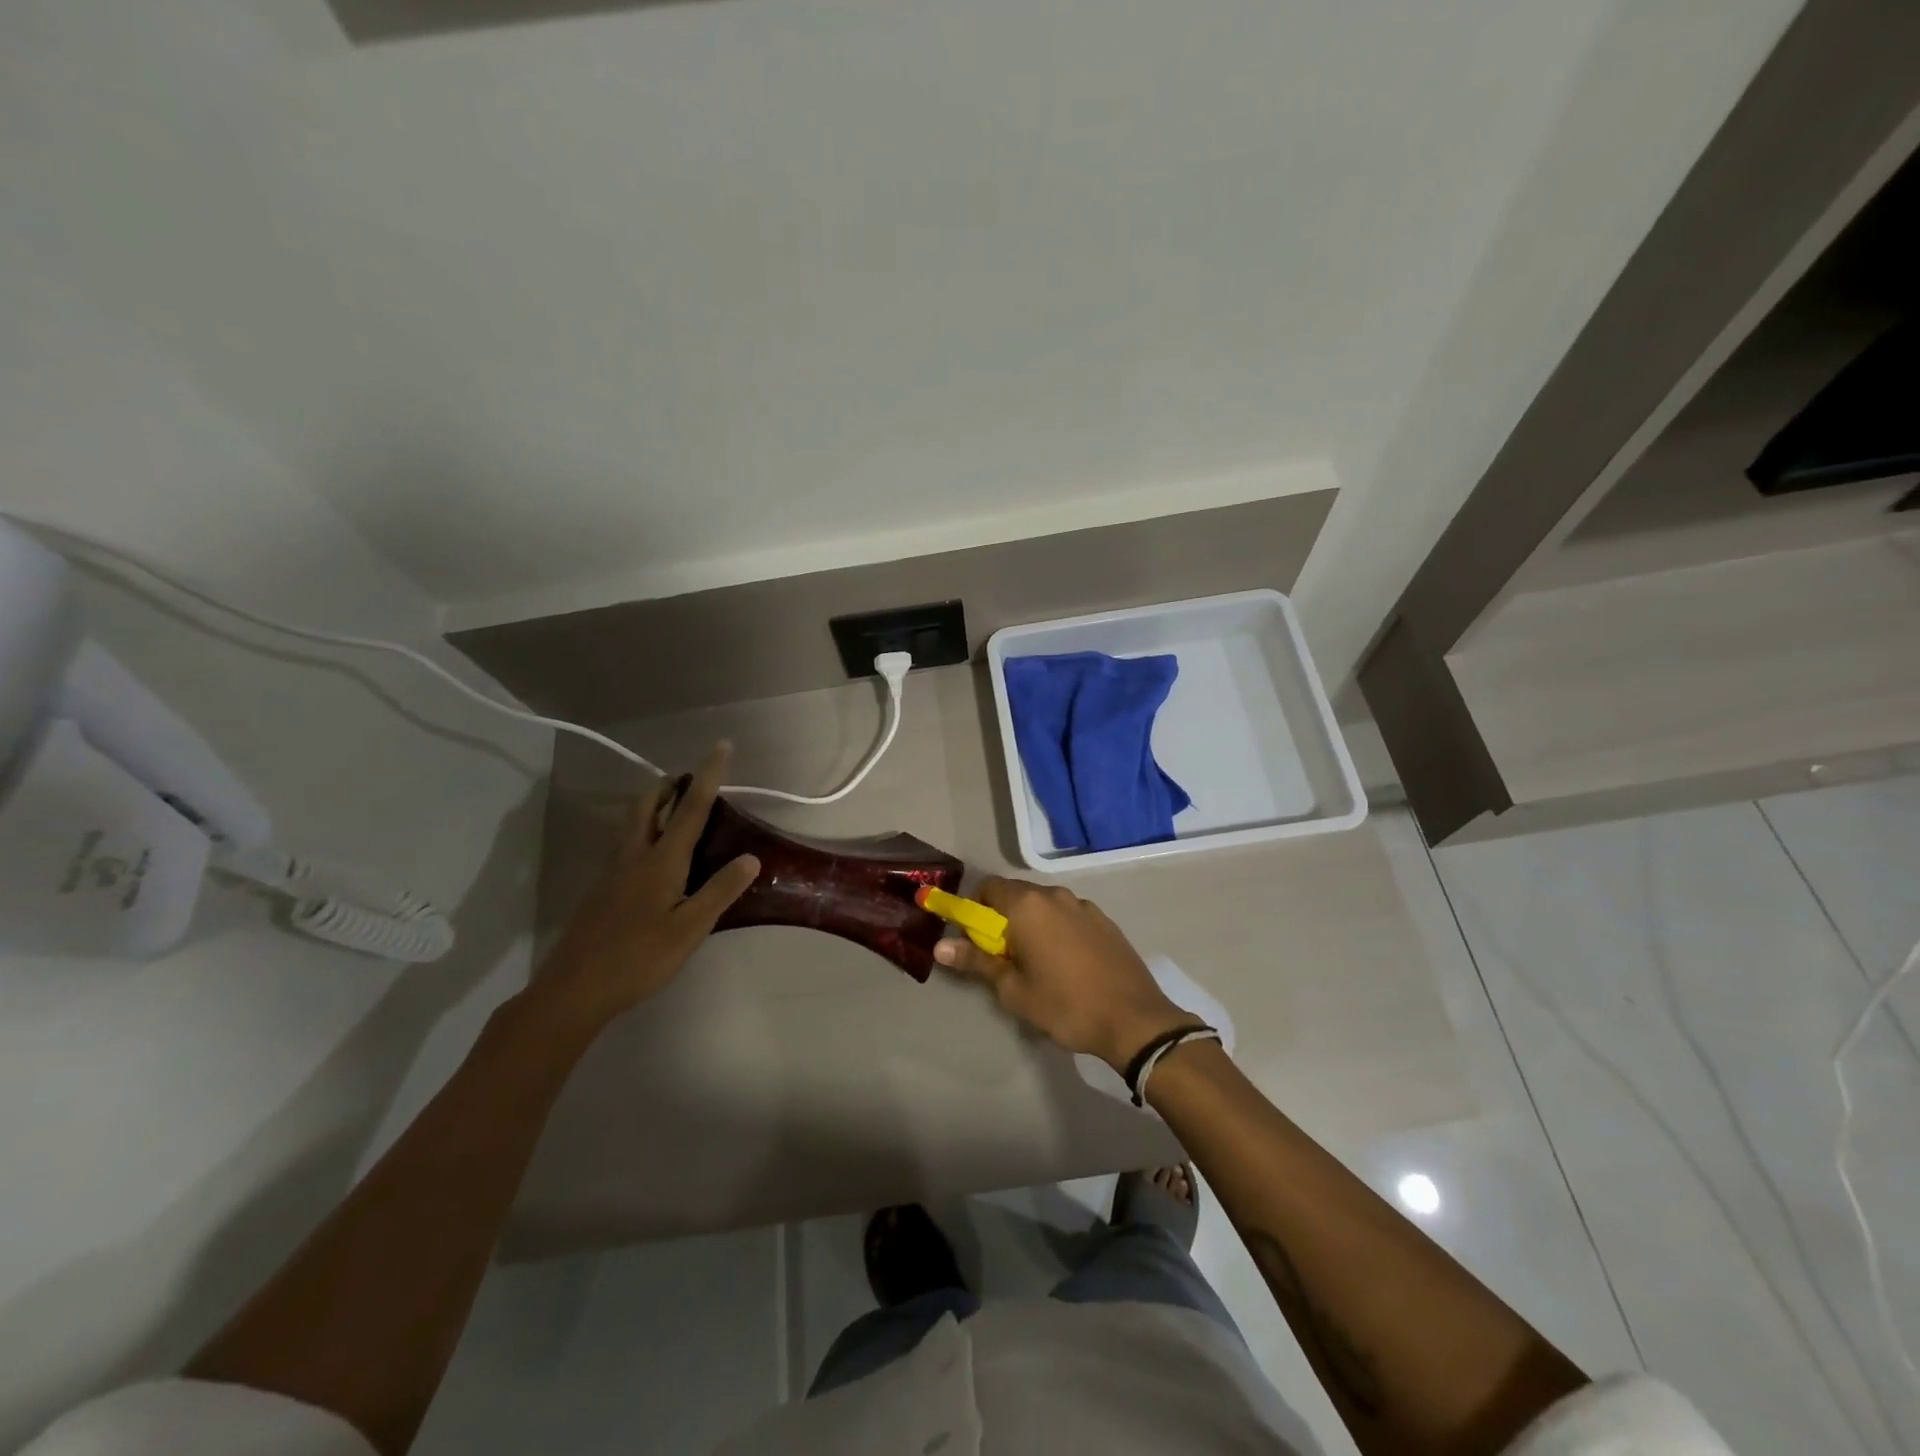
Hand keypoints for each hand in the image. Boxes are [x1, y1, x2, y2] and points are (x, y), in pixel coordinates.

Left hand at [535, 742, 758, 1031]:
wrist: (574, 990)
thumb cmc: (638, 959)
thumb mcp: (689, 929)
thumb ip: (719, 891)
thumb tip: (750, 857)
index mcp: (661, 861)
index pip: (691, 808)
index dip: (708, 775)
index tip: (720, 745)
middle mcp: (634, 856)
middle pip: (648, 803)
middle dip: (670, 783)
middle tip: (692, 780)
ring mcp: (612, 871)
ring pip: (633, 822)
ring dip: (656, 804)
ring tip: (680, 812)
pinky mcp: (602, 889)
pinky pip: (627, 844)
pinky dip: (646, 831)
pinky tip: (658, 859)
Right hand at [933, 876, 1201, 1071]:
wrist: (1134, 1020)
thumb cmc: (1065, 1005)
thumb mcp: (1013, 989)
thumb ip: (976, 961)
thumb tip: (940, 946)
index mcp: (1028, 906)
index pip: (988, 888)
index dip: (973, 908)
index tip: (972, 937)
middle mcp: (1054, 895)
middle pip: (1016, 894)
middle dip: (1001, 917)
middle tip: (1000, 955)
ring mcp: (1083, 905)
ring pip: (1044, 904)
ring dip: (1030, 922)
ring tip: (1034, 961)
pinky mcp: (1104, 920)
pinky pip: (1067, 915)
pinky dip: (1056, 928)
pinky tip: (1064, 962)